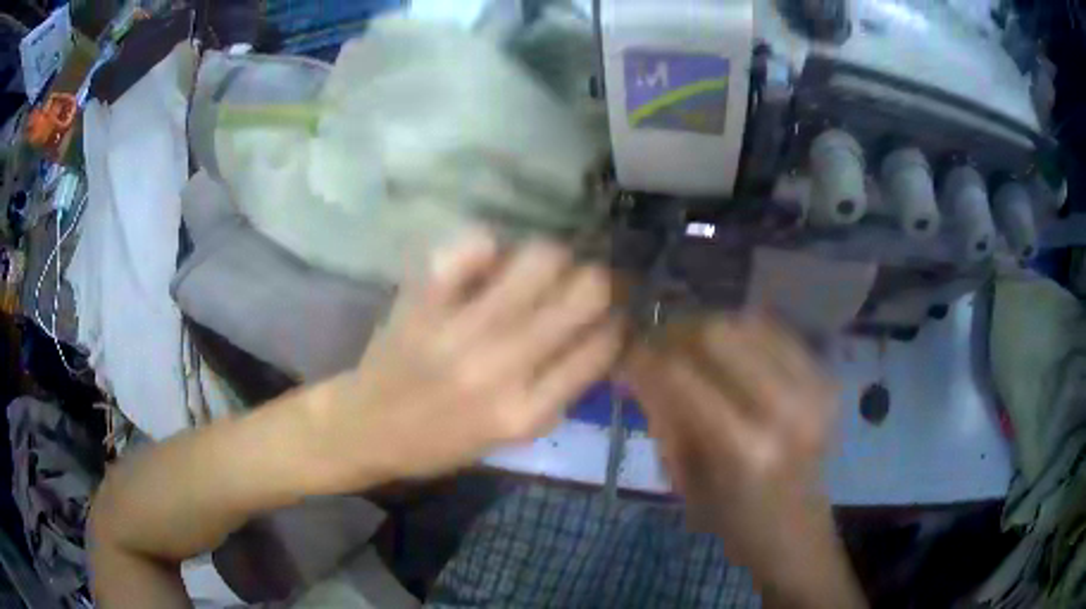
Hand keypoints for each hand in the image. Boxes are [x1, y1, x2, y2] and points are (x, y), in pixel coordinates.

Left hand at [303, 232, 624, 492]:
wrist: (366, 429)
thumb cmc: (440, 442)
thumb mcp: (511, 438)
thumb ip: (559, 393)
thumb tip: (601, 336)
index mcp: (527, 412)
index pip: (602, 346)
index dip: (618, 321)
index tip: (612, 313)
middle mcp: (502, 368)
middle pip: (585, 292)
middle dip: (598, 280)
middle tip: (583, 283)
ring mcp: (460, 330)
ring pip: (540, 260)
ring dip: (553, 259)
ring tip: (539, 271)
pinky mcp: (424, 302)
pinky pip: (474, 246)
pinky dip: (489, 247)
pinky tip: (486, 264)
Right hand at [623, 315, 862, 606]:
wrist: (796, 533)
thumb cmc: (734, 522)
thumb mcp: (686, 482)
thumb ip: (665, 419)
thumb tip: (637, 367)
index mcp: (744, 449)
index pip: (682, 377)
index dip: (645, 357)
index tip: (625, 352)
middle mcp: (785, 409)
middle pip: (719, 335)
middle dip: (678, 333)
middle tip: (658, 346)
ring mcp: (813, 389)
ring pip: (749, 324)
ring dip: (710, 329)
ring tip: (691, 347)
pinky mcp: (826, 380)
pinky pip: (777, 333)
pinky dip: (744, 334)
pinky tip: (728, 352)